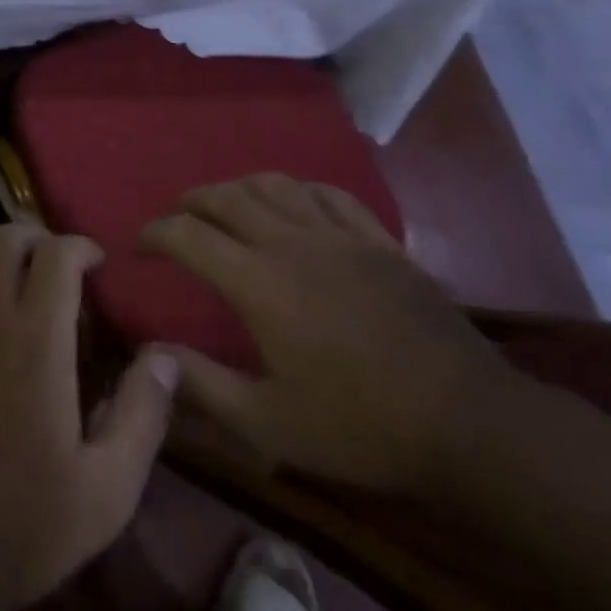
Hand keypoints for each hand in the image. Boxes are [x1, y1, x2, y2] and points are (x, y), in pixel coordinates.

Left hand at [0, 222, 178, 610]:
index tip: (95, 260)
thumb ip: (142, 416)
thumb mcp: (108, 490)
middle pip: (4, 243)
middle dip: (34, 234)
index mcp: (37, 347)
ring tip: (8, 249)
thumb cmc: (26, 524)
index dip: (78, 246)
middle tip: (52, 254)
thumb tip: (167, 358)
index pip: (56, 260)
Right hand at [142, 174, 514, 497]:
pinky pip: (327, 193)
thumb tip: (151, 355)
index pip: (187, 234)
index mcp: (257, 282)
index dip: (154, 233)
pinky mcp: (378, 240)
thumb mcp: (268, 423)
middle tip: (177, 220)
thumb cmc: (360, 427)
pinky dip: (296, 190)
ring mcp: (338, 235)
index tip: (140, 247)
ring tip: (226, 207)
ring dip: (238, 188)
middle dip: (190, 202)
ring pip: (273, 184)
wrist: (470, 424)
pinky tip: (294, 205)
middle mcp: (290, 243)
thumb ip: (202, 385)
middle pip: (225, 196)